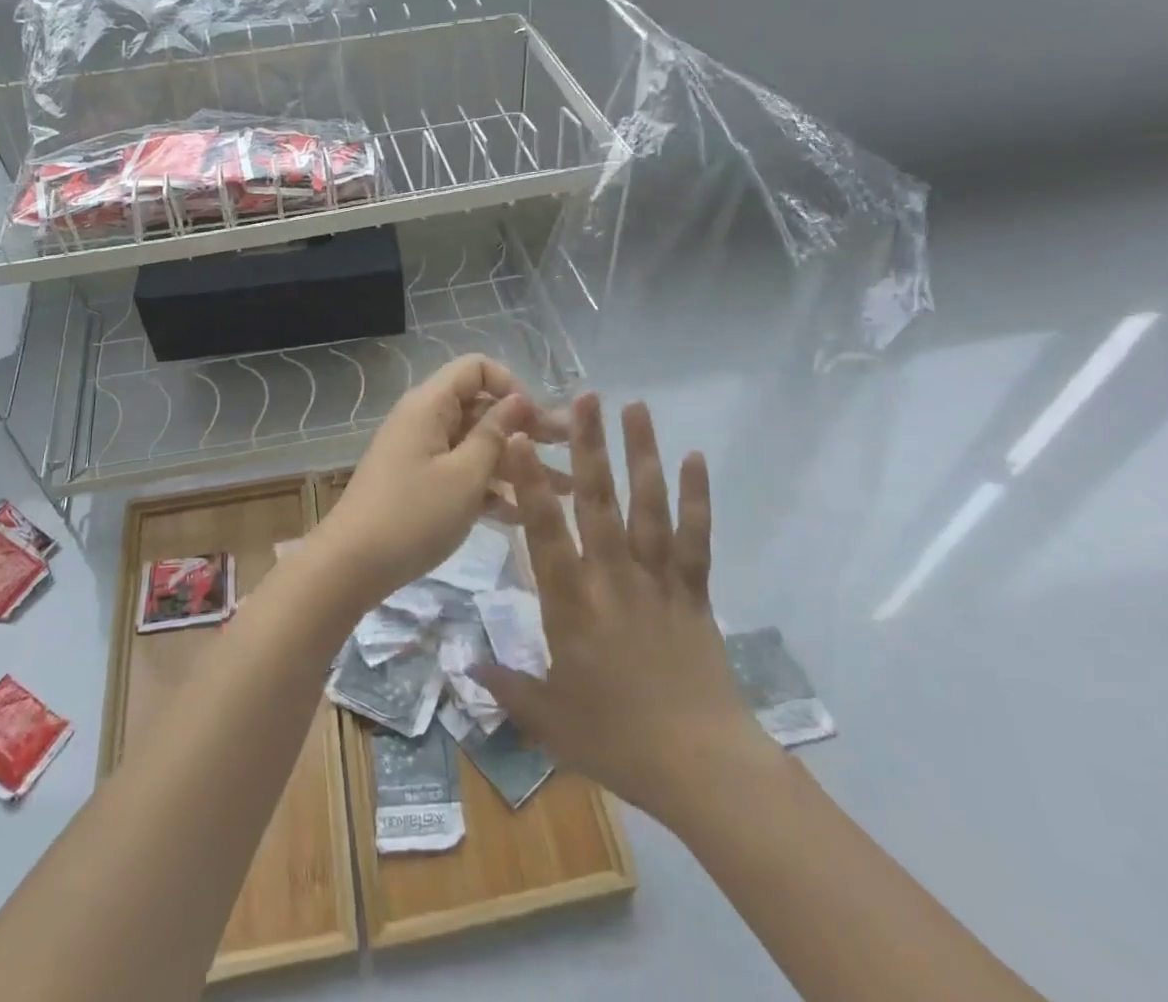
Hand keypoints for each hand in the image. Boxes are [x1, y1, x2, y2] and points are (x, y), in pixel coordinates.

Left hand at [316, 356, 561, 608]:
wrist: (350, 565)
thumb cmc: (414, 515)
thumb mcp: (466, 475)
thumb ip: (496, 434)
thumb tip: (519, 399)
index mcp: (431, 404)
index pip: (477, 368)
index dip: (511, 387)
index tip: (537, 421)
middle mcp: (425, 420)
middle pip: (482, 408)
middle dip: (527, 429)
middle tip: (572, 452)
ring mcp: (421, 453)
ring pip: (476, 445)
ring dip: (517, 463)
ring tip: (565, 490)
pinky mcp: (419, 483)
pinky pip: (461, 472)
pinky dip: (491, 487)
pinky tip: (526, 514)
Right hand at [473, 394, 776, 825]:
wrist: (703, 769)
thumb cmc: (618, 741)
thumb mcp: (549, 721)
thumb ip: (506, 687)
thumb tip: (464, 665)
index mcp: (572, 603)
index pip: (544, 532)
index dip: (529, 483)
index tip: (518, 438)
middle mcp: (613, 577)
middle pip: (599, 501)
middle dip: (588, 445)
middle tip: (584, 397)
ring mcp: (658, 579)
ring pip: (648, 506)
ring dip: (641, 453)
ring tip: (635, 406)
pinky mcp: (694, 591)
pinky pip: (695, 537)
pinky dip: (697, 497)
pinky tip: (695, 458)